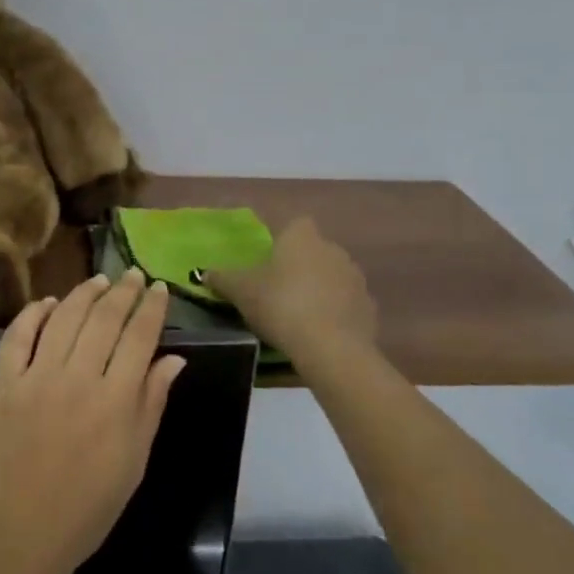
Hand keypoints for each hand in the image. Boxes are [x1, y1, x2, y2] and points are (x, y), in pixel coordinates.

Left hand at [0, 270, 184, 573]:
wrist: (18, 539)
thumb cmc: (87, 508)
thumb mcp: (134, 462)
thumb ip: (152, 404)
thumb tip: (174, 357)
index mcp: (115, 400)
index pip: (139, 336)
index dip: (152, 307)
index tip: (160, 288)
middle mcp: (77, 378)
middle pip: (104, 318)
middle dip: (123, 291)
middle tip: (133, 275)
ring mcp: (35, 377)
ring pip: (64, 317)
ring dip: (84, 293)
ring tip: (99, 281)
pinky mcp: (2, 384)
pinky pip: (17, 335)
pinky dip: (34, 313)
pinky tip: (49, 303)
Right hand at [204, 217, 377, 371]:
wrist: (331, 348)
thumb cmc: (281, 306)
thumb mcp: (241, 291)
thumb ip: (222, 278)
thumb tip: (204, 272)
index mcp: (302, 236)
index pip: (293, 225)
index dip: (280, 240)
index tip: (267, 261)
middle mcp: (333, 248)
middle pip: (313, 250)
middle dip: (299, 266)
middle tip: (277, 289)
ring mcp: (355, 278)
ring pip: (332, 276)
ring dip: (319, 289)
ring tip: (298, 315)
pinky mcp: (369, 307)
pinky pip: (346, 303)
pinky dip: (335, 312)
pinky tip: (319, 332)